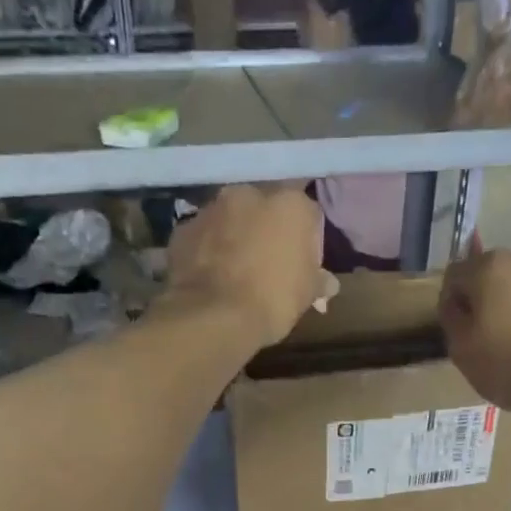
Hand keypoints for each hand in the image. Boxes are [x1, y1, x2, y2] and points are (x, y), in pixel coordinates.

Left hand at [163, 184, 324, 348]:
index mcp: (290, 204)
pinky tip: (210, 277)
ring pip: (230, 219)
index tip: (302, 266)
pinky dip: (207, 250)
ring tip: (234, 272)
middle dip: (266, 231)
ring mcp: (211, 209)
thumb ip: (319, 281)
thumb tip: (327, 283)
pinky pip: (203, 237)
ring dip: (234, 237)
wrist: (213, 316)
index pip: (307, 215)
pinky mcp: (183, 229)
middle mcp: (250, 194)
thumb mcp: (307, 295)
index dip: (306, 241)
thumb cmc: (272, 299)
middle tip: (267, 265)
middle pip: (264, 210)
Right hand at [439, 246, 510, 416]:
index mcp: (491, 267)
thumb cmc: (509, 364)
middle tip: (489, 332)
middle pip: (494, 274)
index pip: (456, 274)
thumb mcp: (461, 349)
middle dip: (488, 297)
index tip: (457, 328)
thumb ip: (451, 317)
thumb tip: (454, 303)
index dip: (451, 301)